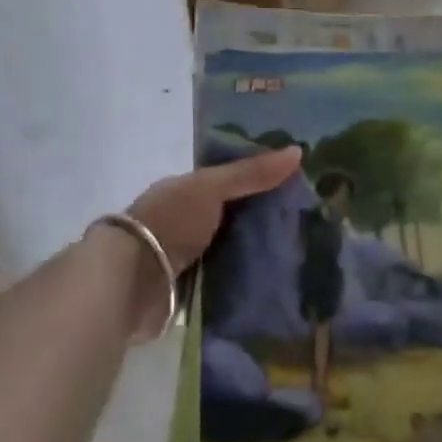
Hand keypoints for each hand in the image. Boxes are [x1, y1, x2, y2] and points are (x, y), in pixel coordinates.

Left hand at [127, 147, 303, 274]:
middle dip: (264, 219)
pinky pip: (228, 280)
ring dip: (257, 252)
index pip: (230, 181)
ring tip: (303, 254)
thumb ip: (251, 173)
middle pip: (233, 216)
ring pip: (232, 249)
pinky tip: (278, 281)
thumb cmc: (169, 222)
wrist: (132, 281)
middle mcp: (186, 221)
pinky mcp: (192, 290)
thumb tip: (298, 151)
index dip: (261, 181)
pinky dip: (247, 279)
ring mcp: (188, 257)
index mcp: (186, 191)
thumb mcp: (211, 187)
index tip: (299, 184)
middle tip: (309, 222)